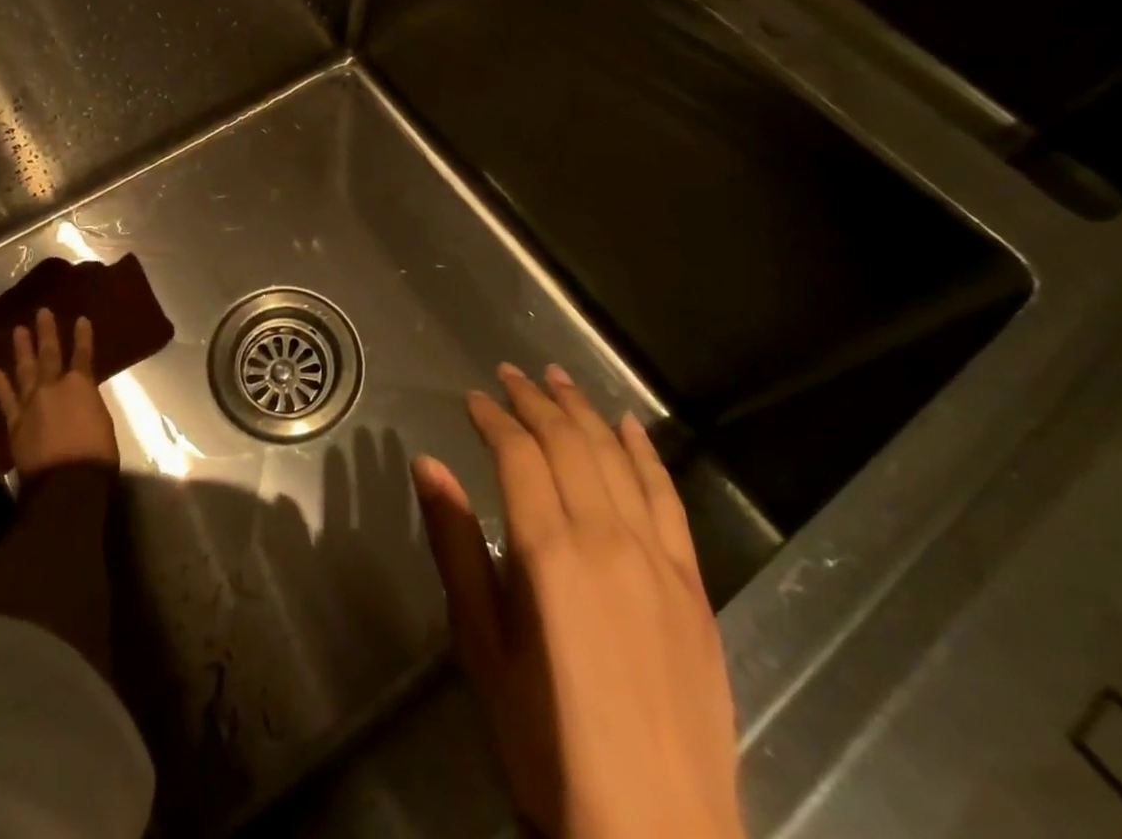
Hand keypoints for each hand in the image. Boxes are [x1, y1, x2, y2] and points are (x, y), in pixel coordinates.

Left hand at [0, 309, 118, 482]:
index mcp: (81, 385)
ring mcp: (31, 403)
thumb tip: (81, 399)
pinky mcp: (15, 423)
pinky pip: (7, 400)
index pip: (83, 354)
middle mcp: (53, 387)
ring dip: (22, 349)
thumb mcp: (102, 421)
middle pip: (49, 354)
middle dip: (47, 332)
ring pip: (25, 370)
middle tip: (42, 312)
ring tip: (18, 330)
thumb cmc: (96, 453)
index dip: (83, 336)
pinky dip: (1, 385)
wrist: (66, 482)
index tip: (81, 319)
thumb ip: (88, 403)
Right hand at [411, 363, 742, 838]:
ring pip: (617, 458)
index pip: (518, 455)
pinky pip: (669, 499)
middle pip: (568, 443)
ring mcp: (659, 560)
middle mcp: (608, 539)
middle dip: (535, 401)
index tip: (472, 398)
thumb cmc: (546, 746)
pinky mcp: (695, 586)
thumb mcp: (481, 647)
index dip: (493, 419)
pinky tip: (630, 427)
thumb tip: (426, 465)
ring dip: (585, 412)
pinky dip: (645, 454)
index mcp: (550, 553)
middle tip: (510, 375)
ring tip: (559, 379)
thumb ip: (456, 547)